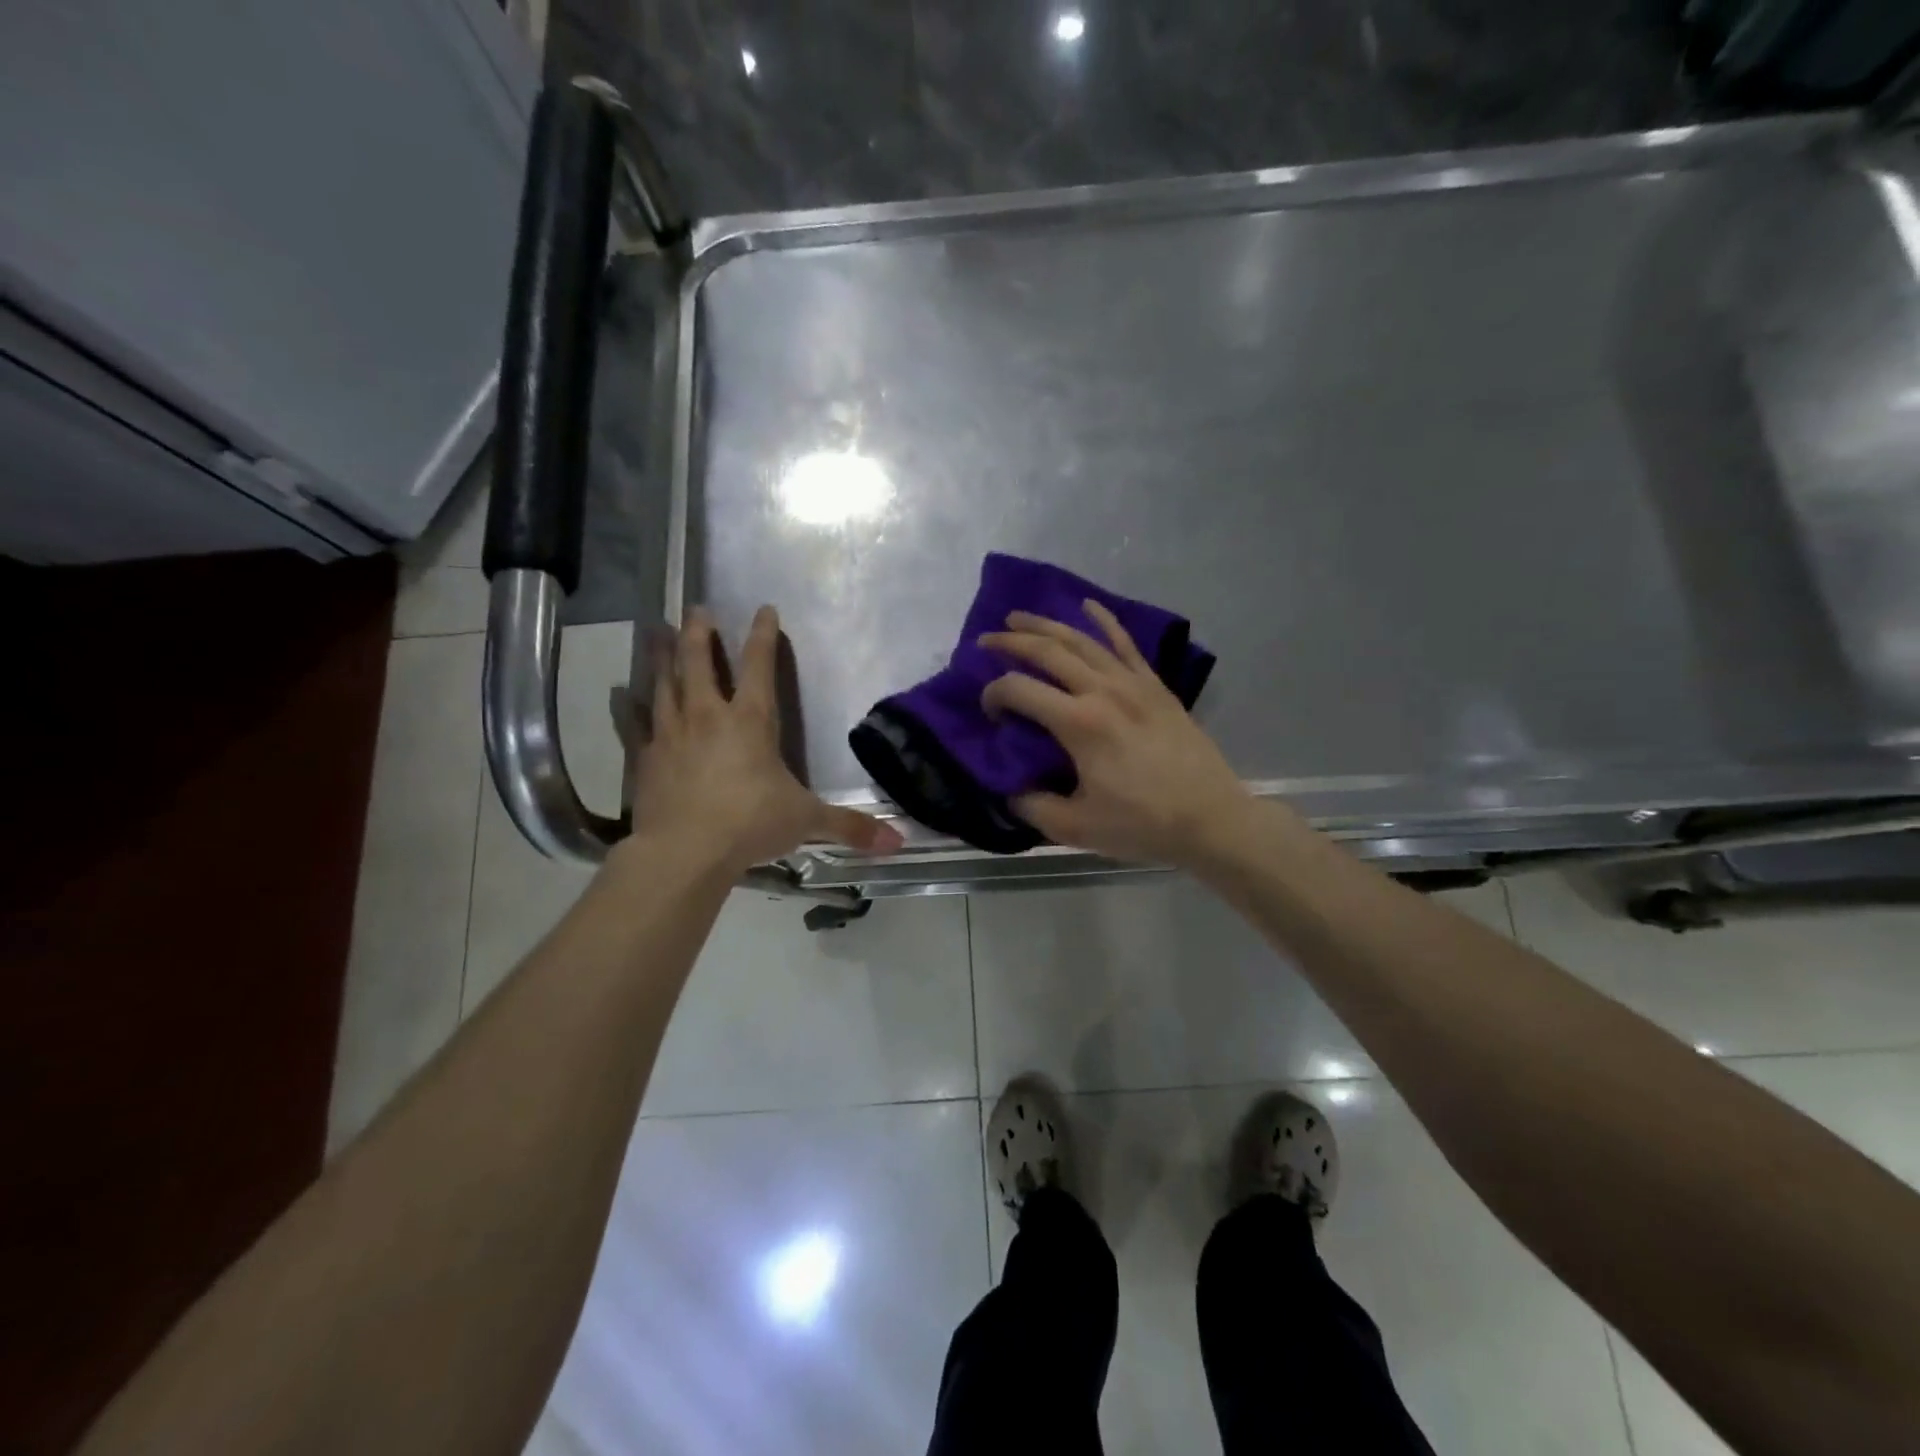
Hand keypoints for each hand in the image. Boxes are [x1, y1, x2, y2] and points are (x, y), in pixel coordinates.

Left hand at [629, 606, 902, 874]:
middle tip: (697, 609)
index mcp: (751, 720)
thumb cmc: (751, 824)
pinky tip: (622, 695)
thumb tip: (898, 843)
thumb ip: (849, 827)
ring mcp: (671, 733)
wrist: (685, 852)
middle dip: (701, 632)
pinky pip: (635, 723)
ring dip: (662, 655)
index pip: (759, 665)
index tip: (764, 608)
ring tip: (657, 631)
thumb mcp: (807, 821)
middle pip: (700, 661)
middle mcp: (708, 715)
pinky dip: (629, 706)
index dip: (763, 635)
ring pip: (665, 682)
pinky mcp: (645, 757)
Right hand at [979, 601, 1255, 867]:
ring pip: (1082, 640)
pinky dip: (1104, 620)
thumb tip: (1010, 789)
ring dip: (1046, 624)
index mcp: (1080, 723)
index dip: (993, 694)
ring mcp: (1133, 683)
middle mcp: (1103, 691)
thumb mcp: (1076, 829)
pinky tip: (1087, 604)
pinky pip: (1125, 643)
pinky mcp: (1155, 685)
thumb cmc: (1143, 824)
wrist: (1211, 819)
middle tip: (984, 641)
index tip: (989, 713)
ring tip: (1018, 618)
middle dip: (1010, 642)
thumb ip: (1033, 806)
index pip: (1020, 690)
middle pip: (1048, 651)